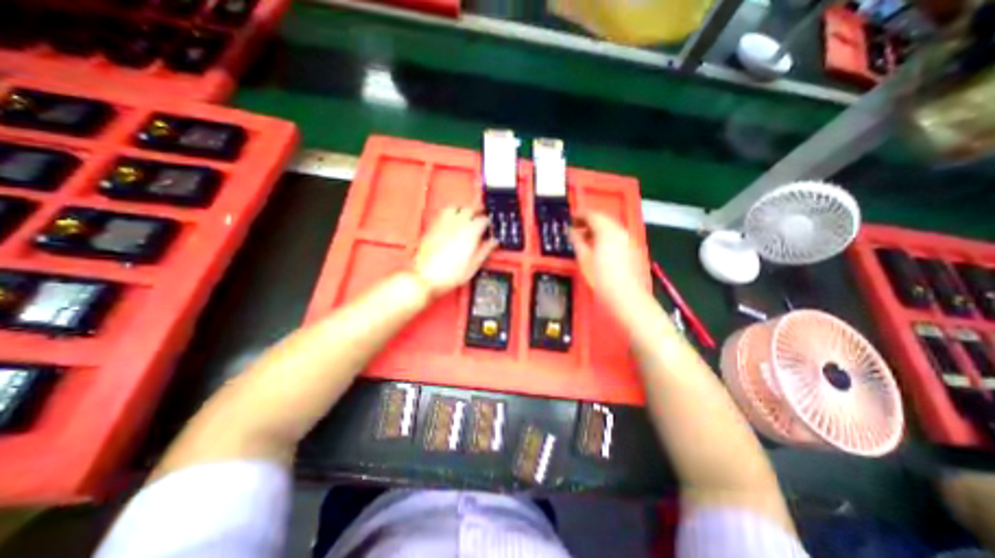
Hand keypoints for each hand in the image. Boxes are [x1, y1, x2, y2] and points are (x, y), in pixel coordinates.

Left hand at [412, 207, 497, 298]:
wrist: (426, 276)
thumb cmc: (452, 273)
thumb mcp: (474, 265)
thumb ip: (485, 250)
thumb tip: (494, 241)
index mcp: (471, 231)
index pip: (484, 219)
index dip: (489, 223)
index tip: (490, 228)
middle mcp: (458, 222)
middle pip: (470, 209)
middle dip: (477, 212)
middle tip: (481, 218)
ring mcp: (444, 222)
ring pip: (456, 207)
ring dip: (463, 210)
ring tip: (466, 216)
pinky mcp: (433, 226)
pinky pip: (443, 212)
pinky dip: (450, 213)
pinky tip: (452, 222)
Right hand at [571, 211, 650, 310]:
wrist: (627, 296)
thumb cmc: (601, 278)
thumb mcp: (584, 258)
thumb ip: (577, 241)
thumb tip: (571, 231)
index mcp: (607, 230)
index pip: (592, 214)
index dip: (580, 214)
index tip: (571, 217)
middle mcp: (620, 230)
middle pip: (604, 218)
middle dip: (589, 220)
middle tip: (576, 227)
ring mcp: (629, 239)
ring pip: (611, 227)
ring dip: (598, 229)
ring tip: (585, 238)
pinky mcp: (633, 249)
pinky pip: (618, 236)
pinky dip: (607, 236)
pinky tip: (599, 247)